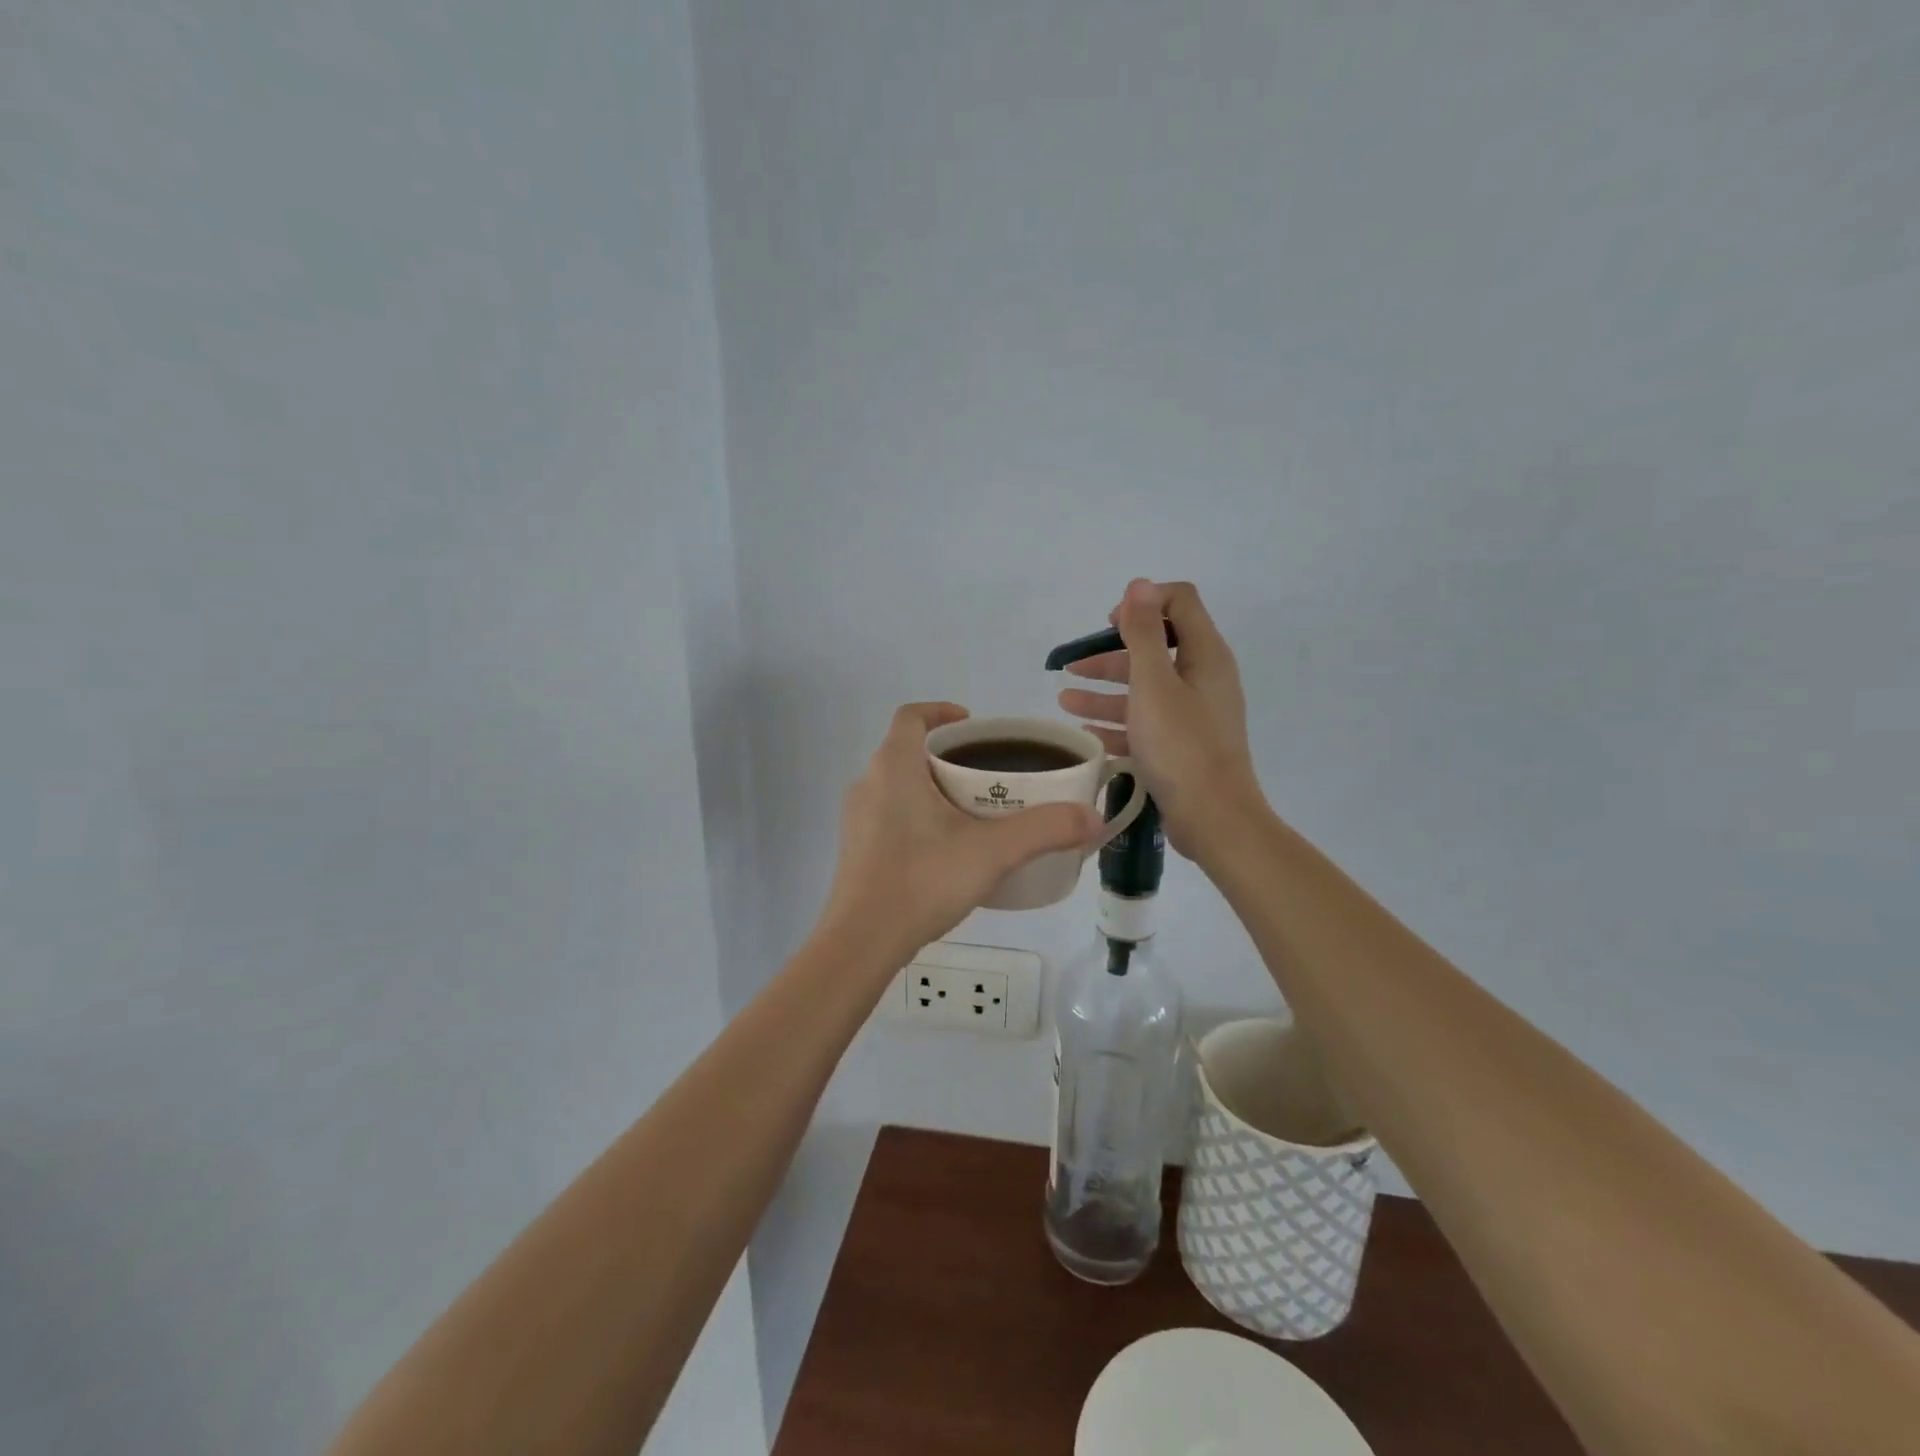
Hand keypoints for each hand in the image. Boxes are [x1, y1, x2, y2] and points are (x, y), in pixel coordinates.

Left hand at [819, 703, 1100, 968]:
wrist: (862, 941)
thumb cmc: (922, 880)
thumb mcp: (993, 852)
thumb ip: (1045, 829)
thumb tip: (1094, 817)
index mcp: (894, 766)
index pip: (912, 716)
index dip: (942, 711)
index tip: (974, 725)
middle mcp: (869, 782)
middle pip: (908, 750)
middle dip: (947, 755)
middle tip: (988, 774)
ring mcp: (857, 817)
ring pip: (898, 784)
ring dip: (932, 786)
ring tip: (973, 811)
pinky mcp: (856, 848)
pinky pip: (889, 814)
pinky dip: (917, 815)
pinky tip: (945, 848)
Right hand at [1057, 579, 1262, 859]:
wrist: (1214, 819)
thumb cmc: (1182, 746)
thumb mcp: (1155, 683)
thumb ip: (1144, 633)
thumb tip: (1139, 584)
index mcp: (1205, 655)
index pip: (1179, 603)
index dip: (1142, 604)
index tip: (1108, 624)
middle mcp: (1204, 678)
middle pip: (1155, 648)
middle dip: (1111, 653)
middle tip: (1072, 665)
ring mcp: (1193, 714)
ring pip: (1144, 689)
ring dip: (1104, 690)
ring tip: (1064, 699)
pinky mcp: (1182, 745)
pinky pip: (1145, 723)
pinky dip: (1116, 722)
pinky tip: (1085, 730)